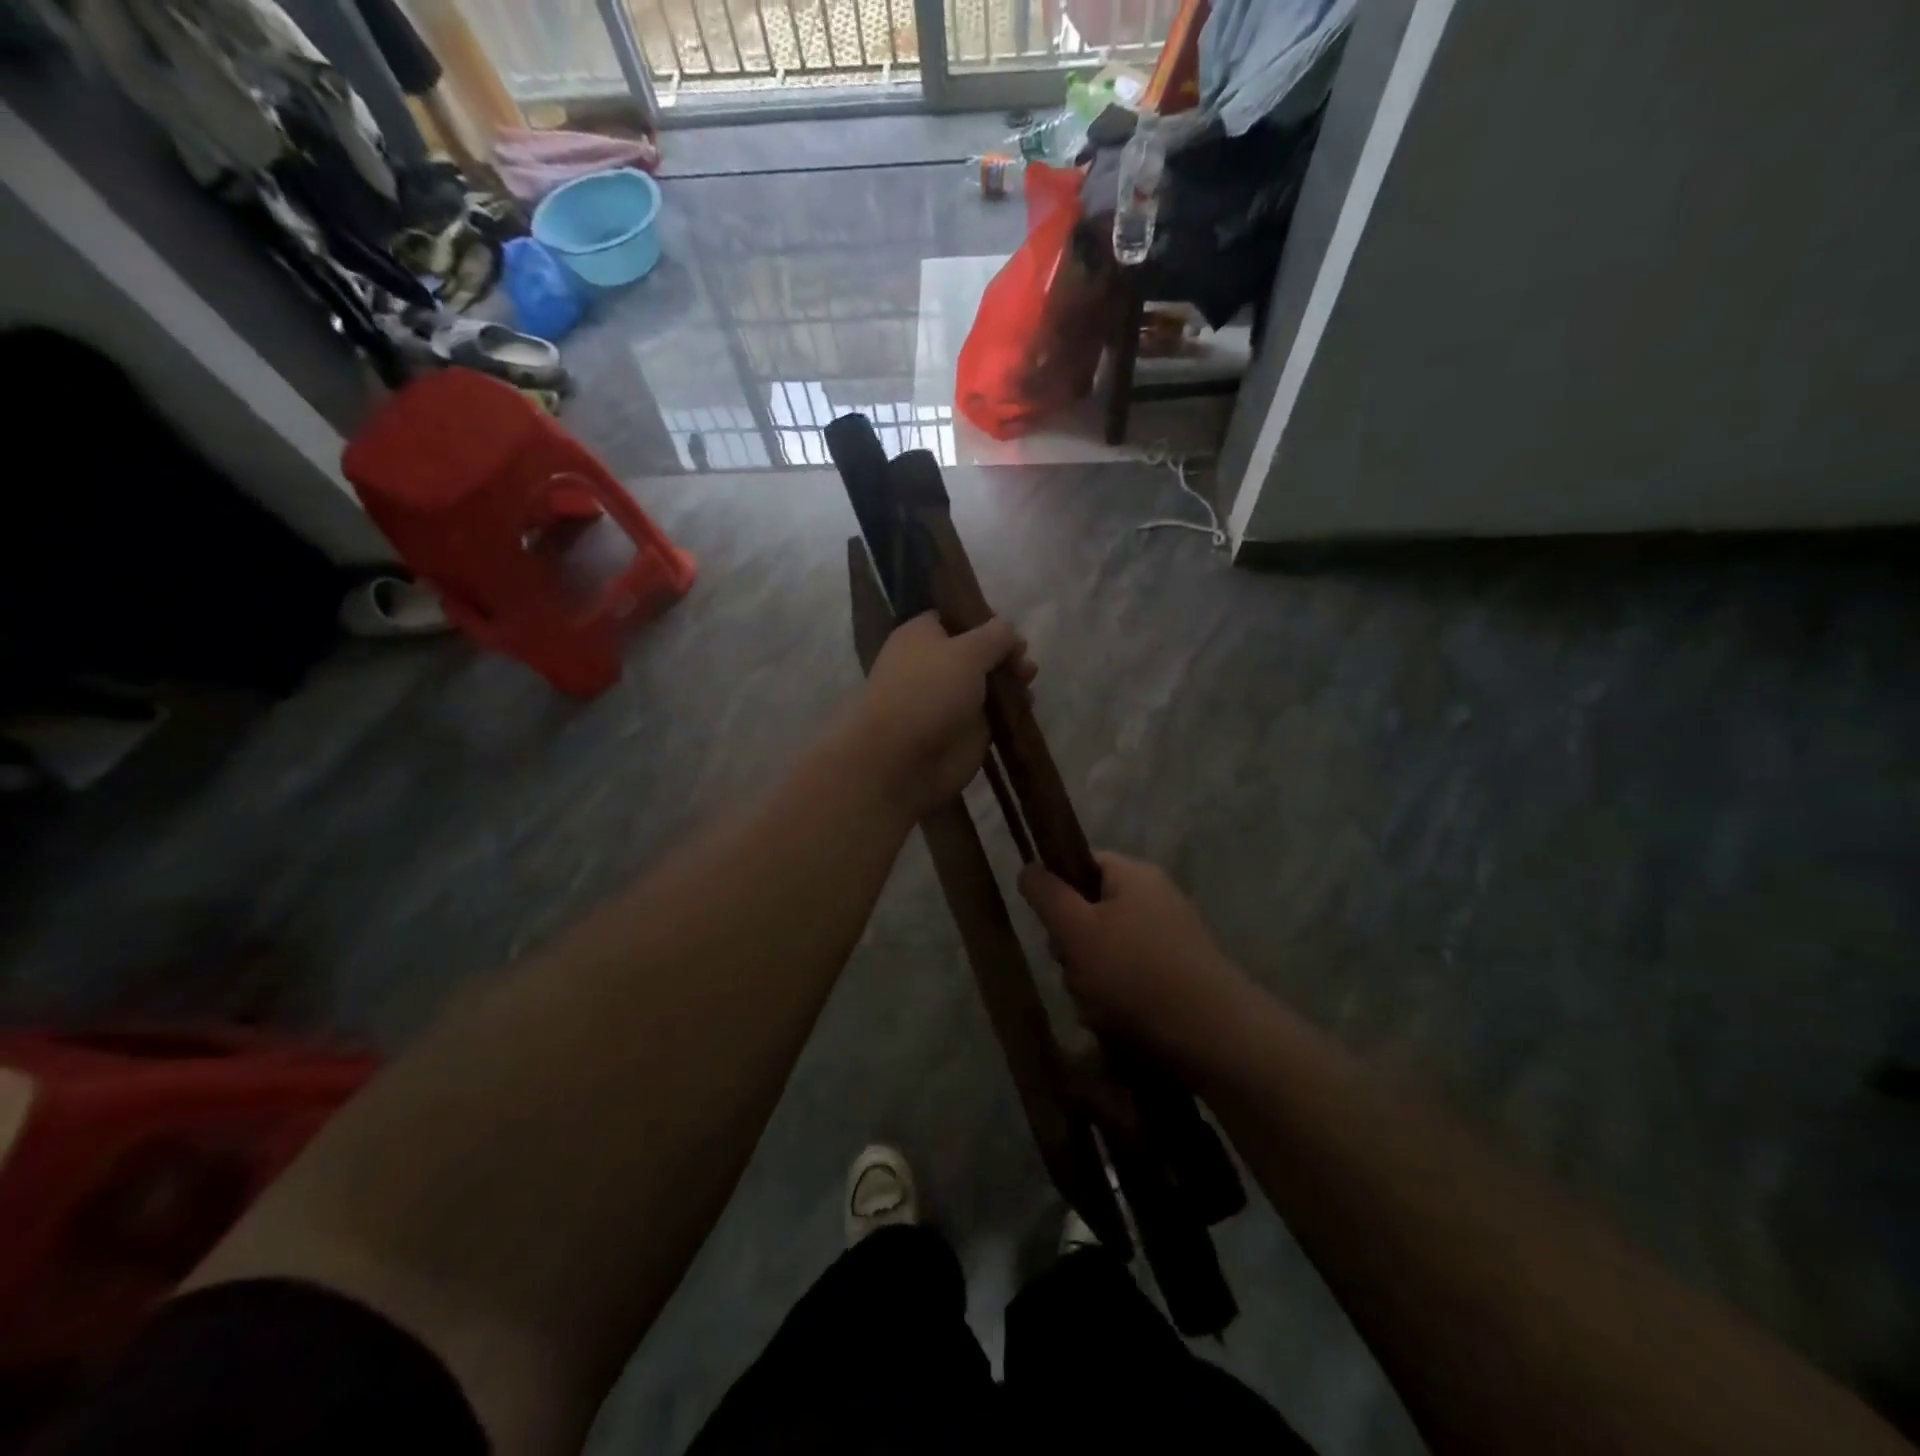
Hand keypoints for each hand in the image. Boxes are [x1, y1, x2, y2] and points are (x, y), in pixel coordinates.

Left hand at [845, 612, 1034, 821]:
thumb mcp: (967, 651)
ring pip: (988, 682)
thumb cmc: (929, 691)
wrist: (904, 758)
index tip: (1010, 628)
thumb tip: (1008, 629)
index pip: (955, 618)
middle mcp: (934, 664)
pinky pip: (993, 713)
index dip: (984, 620)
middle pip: (978, 651)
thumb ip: (994, 636)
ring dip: (1011, 680)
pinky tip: (1025, 705)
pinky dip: (1010, 709)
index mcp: (922, 636)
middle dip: (1004, 653)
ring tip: (1027, 682)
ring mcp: (949, 699)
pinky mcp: (965, 730)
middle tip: (1023, 661)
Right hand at [1019, 852, 1253, 1064]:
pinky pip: (1133, 979)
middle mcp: (1157, 898)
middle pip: (1091, 911)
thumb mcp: (1077, 930)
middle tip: (1075, 972)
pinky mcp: (1182, 976)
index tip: (1052, 927)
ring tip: (1099, 1007)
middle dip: (1074, 947)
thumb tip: (1029, 867)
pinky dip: (1119, 1000)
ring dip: (1092, 980)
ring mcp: (1173, 938)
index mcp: (1134, 875)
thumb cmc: (1136, 974)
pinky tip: (1120, 1023)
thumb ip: (1047, 895)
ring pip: (1108, 951)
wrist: (1216, 1038)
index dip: (1058, 892)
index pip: (1081, 864)